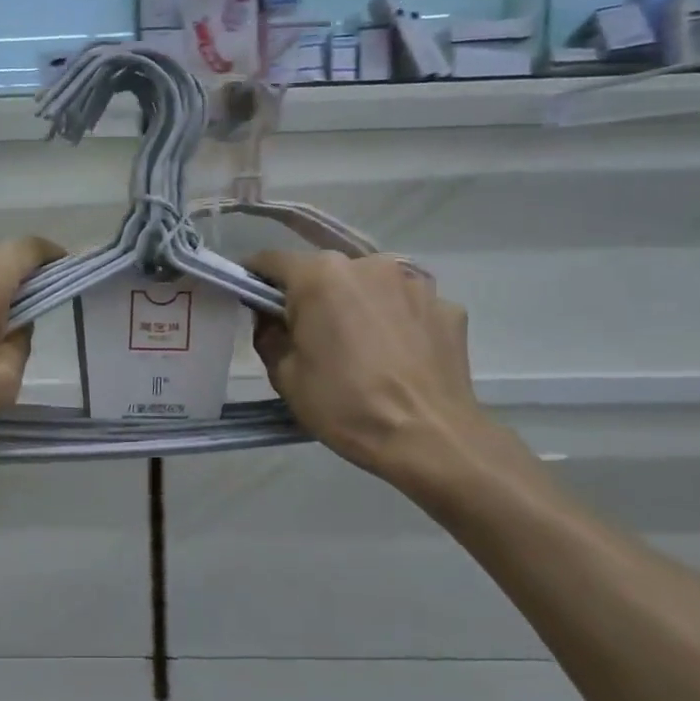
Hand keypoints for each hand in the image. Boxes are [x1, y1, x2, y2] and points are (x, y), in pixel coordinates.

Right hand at [248, 250, 511, 495]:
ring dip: (358, 306)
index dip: (255, 278)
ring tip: (361, 349)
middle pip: (326, 272)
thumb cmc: (345, 405)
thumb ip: (269, 334)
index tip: (251, 300)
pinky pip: (407, 306)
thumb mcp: (285, 376)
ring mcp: (414, 283)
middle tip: (310, 336)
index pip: (272, 260)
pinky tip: (398, 358)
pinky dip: (397, 323)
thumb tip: (272, 318)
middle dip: (312, 296)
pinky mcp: (447, 307)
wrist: (429, 440)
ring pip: (370, 286)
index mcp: (321, 276)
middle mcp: (369, 264)